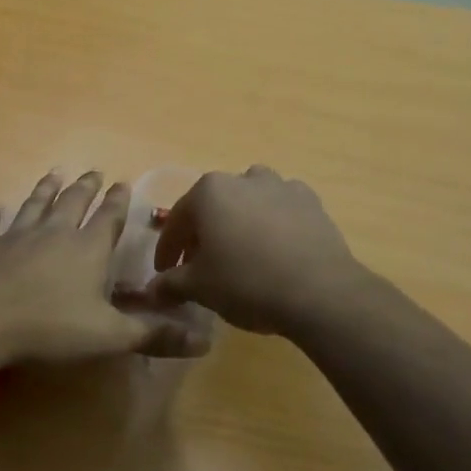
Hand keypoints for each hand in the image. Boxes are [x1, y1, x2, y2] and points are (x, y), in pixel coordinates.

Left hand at [0, 170, 202, 364]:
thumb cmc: (49, 326)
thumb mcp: (109, 336)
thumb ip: (153, 334)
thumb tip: (205, 339)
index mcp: (87, 249)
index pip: (108, 218)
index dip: (117, 201)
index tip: (123, 182)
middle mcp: (54, 233)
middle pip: (73, 203)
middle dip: (85, 187)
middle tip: (93, 172)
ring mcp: (16, 236)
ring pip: (35, 205)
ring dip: (45, 189)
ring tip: (54, 173)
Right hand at [127, 166, 368, 337]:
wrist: (319, 291)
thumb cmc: (247, 283)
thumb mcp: (200, 288)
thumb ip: (170, 284)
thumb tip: (151, 290)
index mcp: (208, 192)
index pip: (177, 221)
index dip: (167, 250)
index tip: (165, 272)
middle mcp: (242, 178)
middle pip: (212, 206)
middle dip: (203, 234)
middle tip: (200, 266)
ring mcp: (279, 186)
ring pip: (248, 200)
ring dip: (240, 220)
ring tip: (242, 251)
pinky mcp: (310, 201)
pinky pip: (282, 208)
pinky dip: (274, 222)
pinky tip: (276, 247)